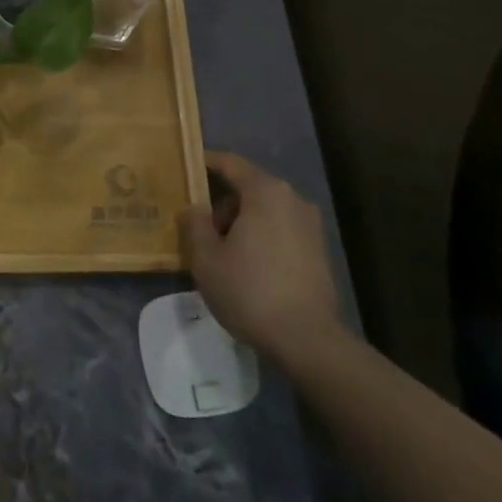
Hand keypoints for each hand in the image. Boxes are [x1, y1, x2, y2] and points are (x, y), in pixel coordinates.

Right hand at [178, 152, 343, 364]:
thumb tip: (194, 207)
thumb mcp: (206, 258)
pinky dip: (259, 237)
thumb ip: (194, 223)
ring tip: (219, 250)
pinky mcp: (318, 250)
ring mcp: (310, 225)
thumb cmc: (249, 290)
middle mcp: (292, 200)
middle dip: (221, 202)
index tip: (184, 166)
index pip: (230, 163)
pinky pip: (279, 230)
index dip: (205, 162)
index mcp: (265, 192)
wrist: (306, 339)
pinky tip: (245, 265)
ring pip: (264, 211)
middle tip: (197, 225)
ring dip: (240, 222)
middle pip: (248, 187)